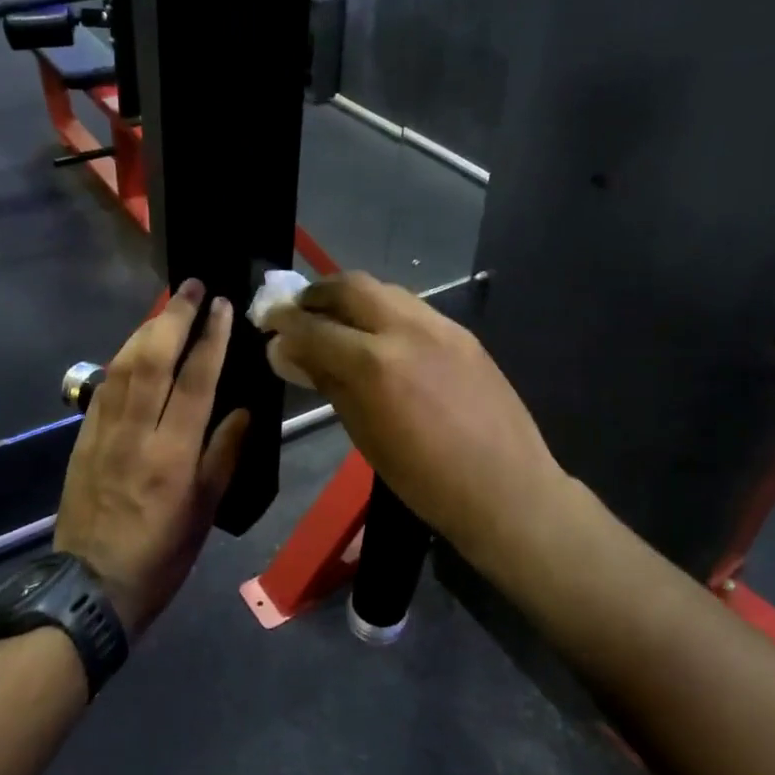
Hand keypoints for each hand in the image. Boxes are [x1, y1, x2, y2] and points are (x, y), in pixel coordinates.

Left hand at [54, 281, 249, 635]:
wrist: (89, 588)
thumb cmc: (160, 556)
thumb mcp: (204, 513)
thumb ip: (224, 455)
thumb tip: (243, 409)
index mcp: (172, 455)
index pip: (195, 380)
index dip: (211, 337)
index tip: (222, 305)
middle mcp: (135, 433)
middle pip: (152, 358)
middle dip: (174, 317)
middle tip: (192, 287)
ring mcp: (102, 433)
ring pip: (123, 365)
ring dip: (146, 328)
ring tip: (167, 307)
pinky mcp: (82, 439)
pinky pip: (104, 386)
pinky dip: (122, 357)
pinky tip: (134, 346)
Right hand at [263, 273, 568, 563]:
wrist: (505, 488)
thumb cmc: (424, 479)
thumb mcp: (364, 434)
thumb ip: (326, 382)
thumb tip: (286, 353)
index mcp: (374, 364)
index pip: (314, 327)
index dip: (285, 321)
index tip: (268, 321)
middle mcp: (406, 330)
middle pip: (351, 286)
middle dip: (318, 293)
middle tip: (300, 310)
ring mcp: (440, 327)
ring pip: (385, 290)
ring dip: (353, 298)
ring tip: (338, 321)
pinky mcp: (463, 333)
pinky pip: (413, 308)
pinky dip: (385, 311)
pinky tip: (381, 337)